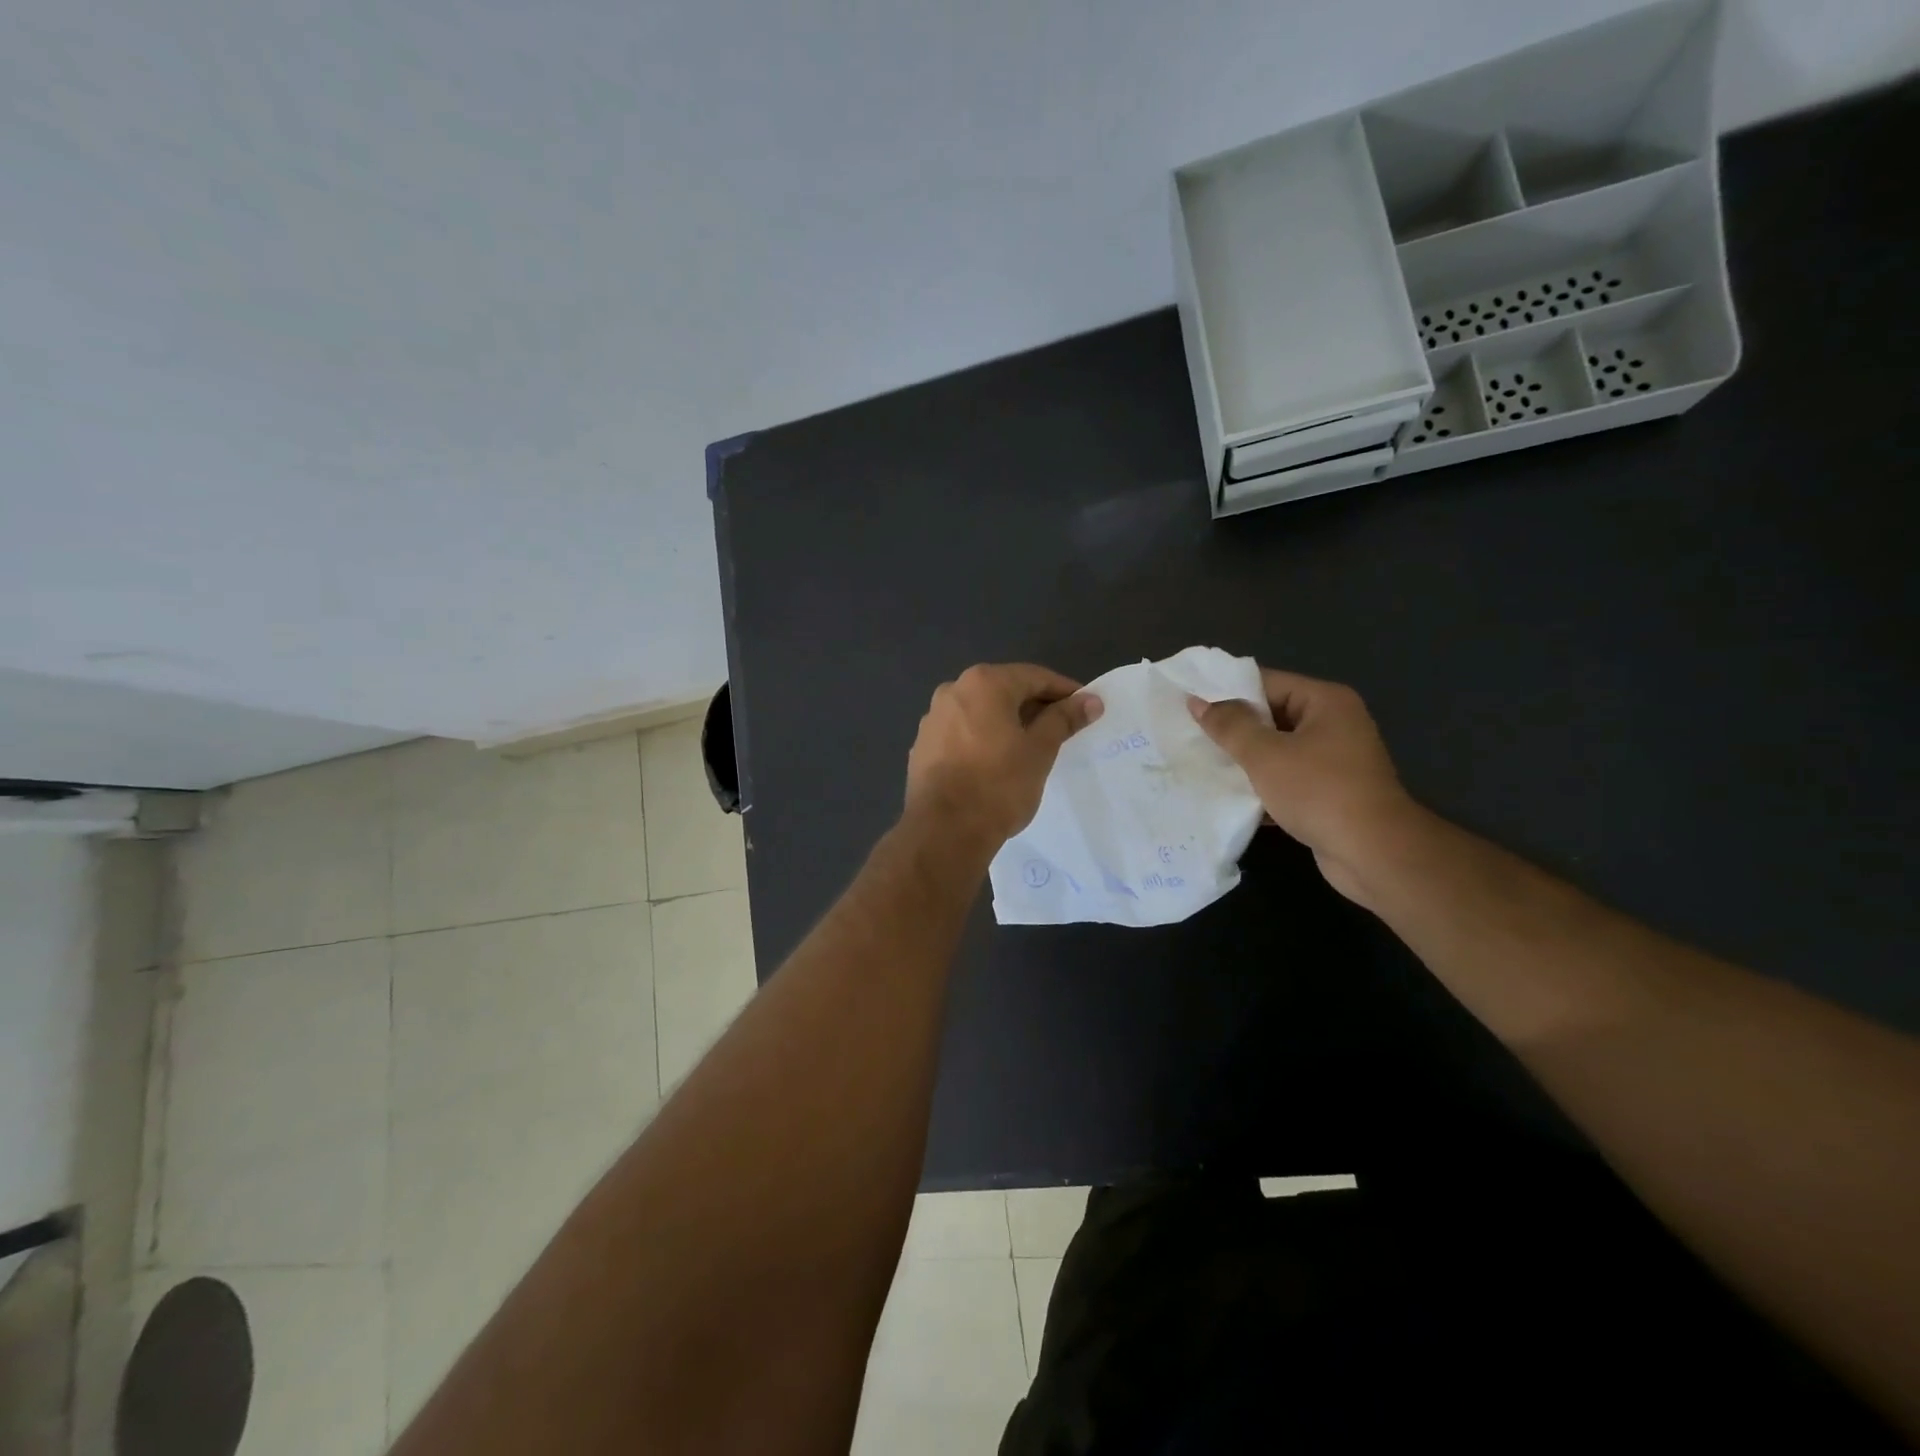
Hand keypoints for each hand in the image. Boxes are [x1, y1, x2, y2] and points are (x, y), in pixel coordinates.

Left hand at [905, 663, 1102, 849]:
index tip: (1086, 707)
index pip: (1034, 677)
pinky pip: (962, 734)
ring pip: (981, 713)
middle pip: (1004, 691)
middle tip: (1063, 729)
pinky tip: (996, 763)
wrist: (943, 830)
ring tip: (1031, 748)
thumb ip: (1063, 719)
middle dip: (1035, 707)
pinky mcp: (922, 747)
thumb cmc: (998, 784)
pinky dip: (983, 740)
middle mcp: (952, 691)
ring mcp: (932, 719)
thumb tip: (1090, 701)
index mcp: (983, 683)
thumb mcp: (1040, 750)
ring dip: (1007, 724)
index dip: (1064, 691)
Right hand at [1188, 668, 1419, 905]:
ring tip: (1200, 764)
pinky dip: (1261, 786)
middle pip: (1271, 716)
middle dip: (1232, 729)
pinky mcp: (1329, 792)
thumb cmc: (1319, 791)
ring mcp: (1333, 760)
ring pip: (1276, 750)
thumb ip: (1230, 726)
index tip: (1189, 704)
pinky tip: (1228, 796)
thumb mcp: (1265, 754)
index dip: (1227, 692)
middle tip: (1189, 735)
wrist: (1373, 853)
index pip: (1267, 683)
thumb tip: (1198, 703)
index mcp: (1325, 702)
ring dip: (1243, 760)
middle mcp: (1334, 724)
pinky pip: (1286, 779)